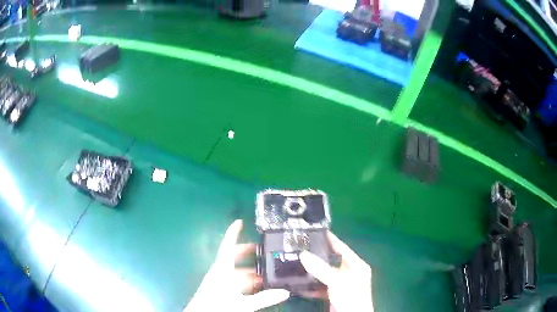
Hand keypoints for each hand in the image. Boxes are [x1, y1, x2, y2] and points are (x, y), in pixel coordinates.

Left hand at [184, 220, 289, 311]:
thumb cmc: (218, 306)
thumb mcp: (243, 303)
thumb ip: (264, 298)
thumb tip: (285, 292)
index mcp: (223, 269)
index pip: (228, 246)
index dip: (233, 233)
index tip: (240, 222)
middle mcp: (220, 272)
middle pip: (233, 257)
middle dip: (247, 252)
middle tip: (262, 250)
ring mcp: (218, 280)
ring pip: (235, 271)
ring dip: (249, 270)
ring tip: (265, 272)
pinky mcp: (219, 289)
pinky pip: (234, 280)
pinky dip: (245, 281)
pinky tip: (256, 287)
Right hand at [300, 232, 372, 311]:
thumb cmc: (351, 296)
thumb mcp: (337, 281)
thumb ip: (321, 268)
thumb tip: (303, 254)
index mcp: (356, 265)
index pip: (342, 248)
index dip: (331, 239)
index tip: (317, 231)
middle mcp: (349, 273)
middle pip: (331, 261)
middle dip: (317, 256)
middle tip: (301, 249)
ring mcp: (341, 284)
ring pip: (325, 274)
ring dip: (313, 272)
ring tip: (297, 264)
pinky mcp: (334, 294)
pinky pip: (321, 287)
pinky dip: (311, 286)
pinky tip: (299, 285)